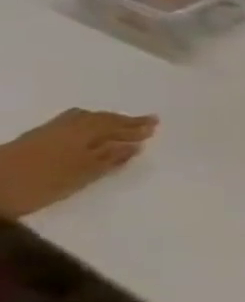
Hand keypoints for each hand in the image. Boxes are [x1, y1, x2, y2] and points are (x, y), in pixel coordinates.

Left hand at [0, 109, 156, 218]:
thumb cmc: (42, 183)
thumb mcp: (83, 174)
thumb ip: (110, 158)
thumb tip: (134, 145)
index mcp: (80, 133)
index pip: (113, 124)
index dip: (135, 124)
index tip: (156, 124)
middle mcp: (63, 128)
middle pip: (96, 119)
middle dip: (120, 121)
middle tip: (143, 124)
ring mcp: (44, 134)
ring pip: (79, 121)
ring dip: (101, 123)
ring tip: (117, 129)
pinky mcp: (31, 141)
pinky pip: (67, 126)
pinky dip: (84, 128)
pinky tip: (88, 138)